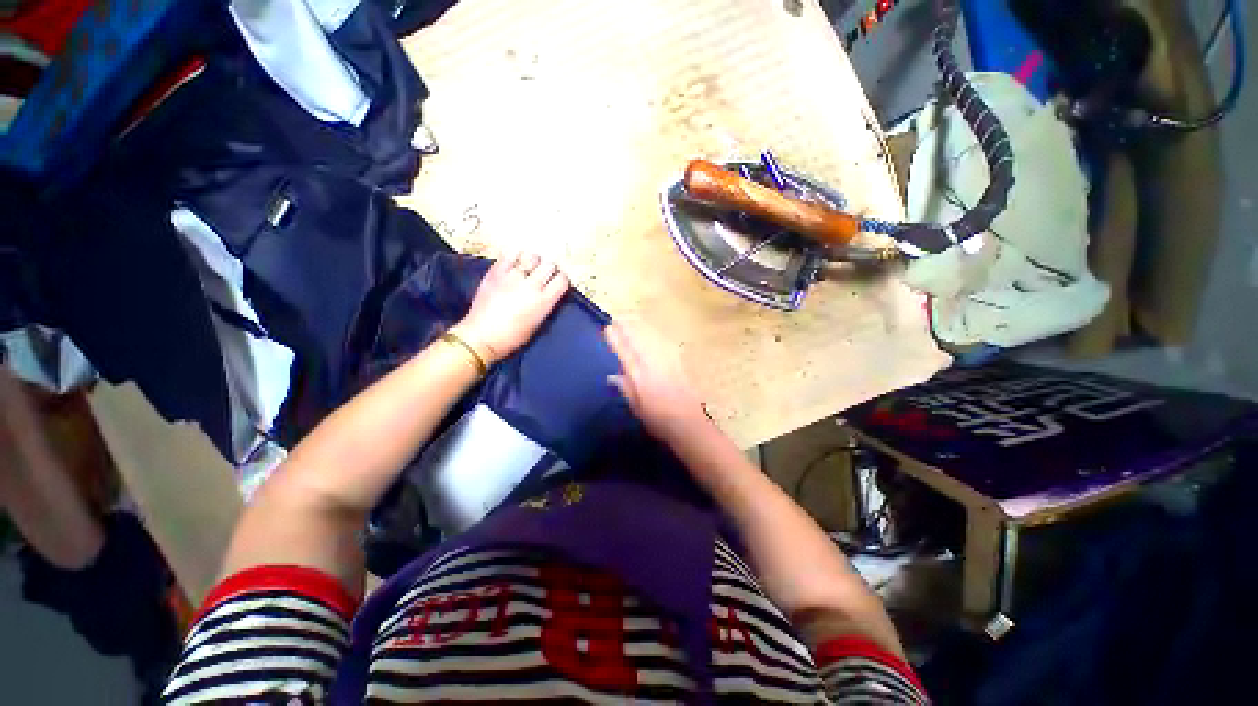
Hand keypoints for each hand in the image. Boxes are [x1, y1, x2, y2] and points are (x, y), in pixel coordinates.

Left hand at [454, 252, 569, 363]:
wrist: (482, 336)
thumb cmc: (513, 337)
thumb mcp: (537, 323)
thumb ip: (545, 304)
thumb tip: (549, 292)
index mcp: (544, 301)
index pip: (562, 280)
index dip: (562, 279)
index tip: (557, 282)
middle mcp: (532, 286)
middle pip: (549, 265)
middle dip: (549, 269)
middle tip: (543, 274)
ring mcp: (513, 277)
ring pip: (532, 256)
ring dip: (533, 261)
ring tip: (528, 267)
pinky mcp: (496, 272)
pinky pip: (509, 254)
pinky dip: (515, 255)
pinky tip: (514, 261)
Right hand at [604, 323, 709, 443]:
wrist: (689, 424)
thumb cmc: (659, 420)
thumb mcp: (637, 408)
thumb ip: (626, 389)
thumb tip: (613, 376)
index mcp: (640, 378)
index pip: (625, 353)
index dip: (616, 340)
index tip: (608, 328)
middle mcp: (653, 366)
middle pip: (639, 341)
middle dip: (628, 328)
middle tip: (618, 319)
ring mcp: (668, 362)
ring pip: (652, 339)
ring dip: (641, 328)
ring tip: (632, 320)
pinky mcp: (679, 364)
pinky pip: (665, 344)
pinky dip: (656, 336)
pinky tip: (653, 333)